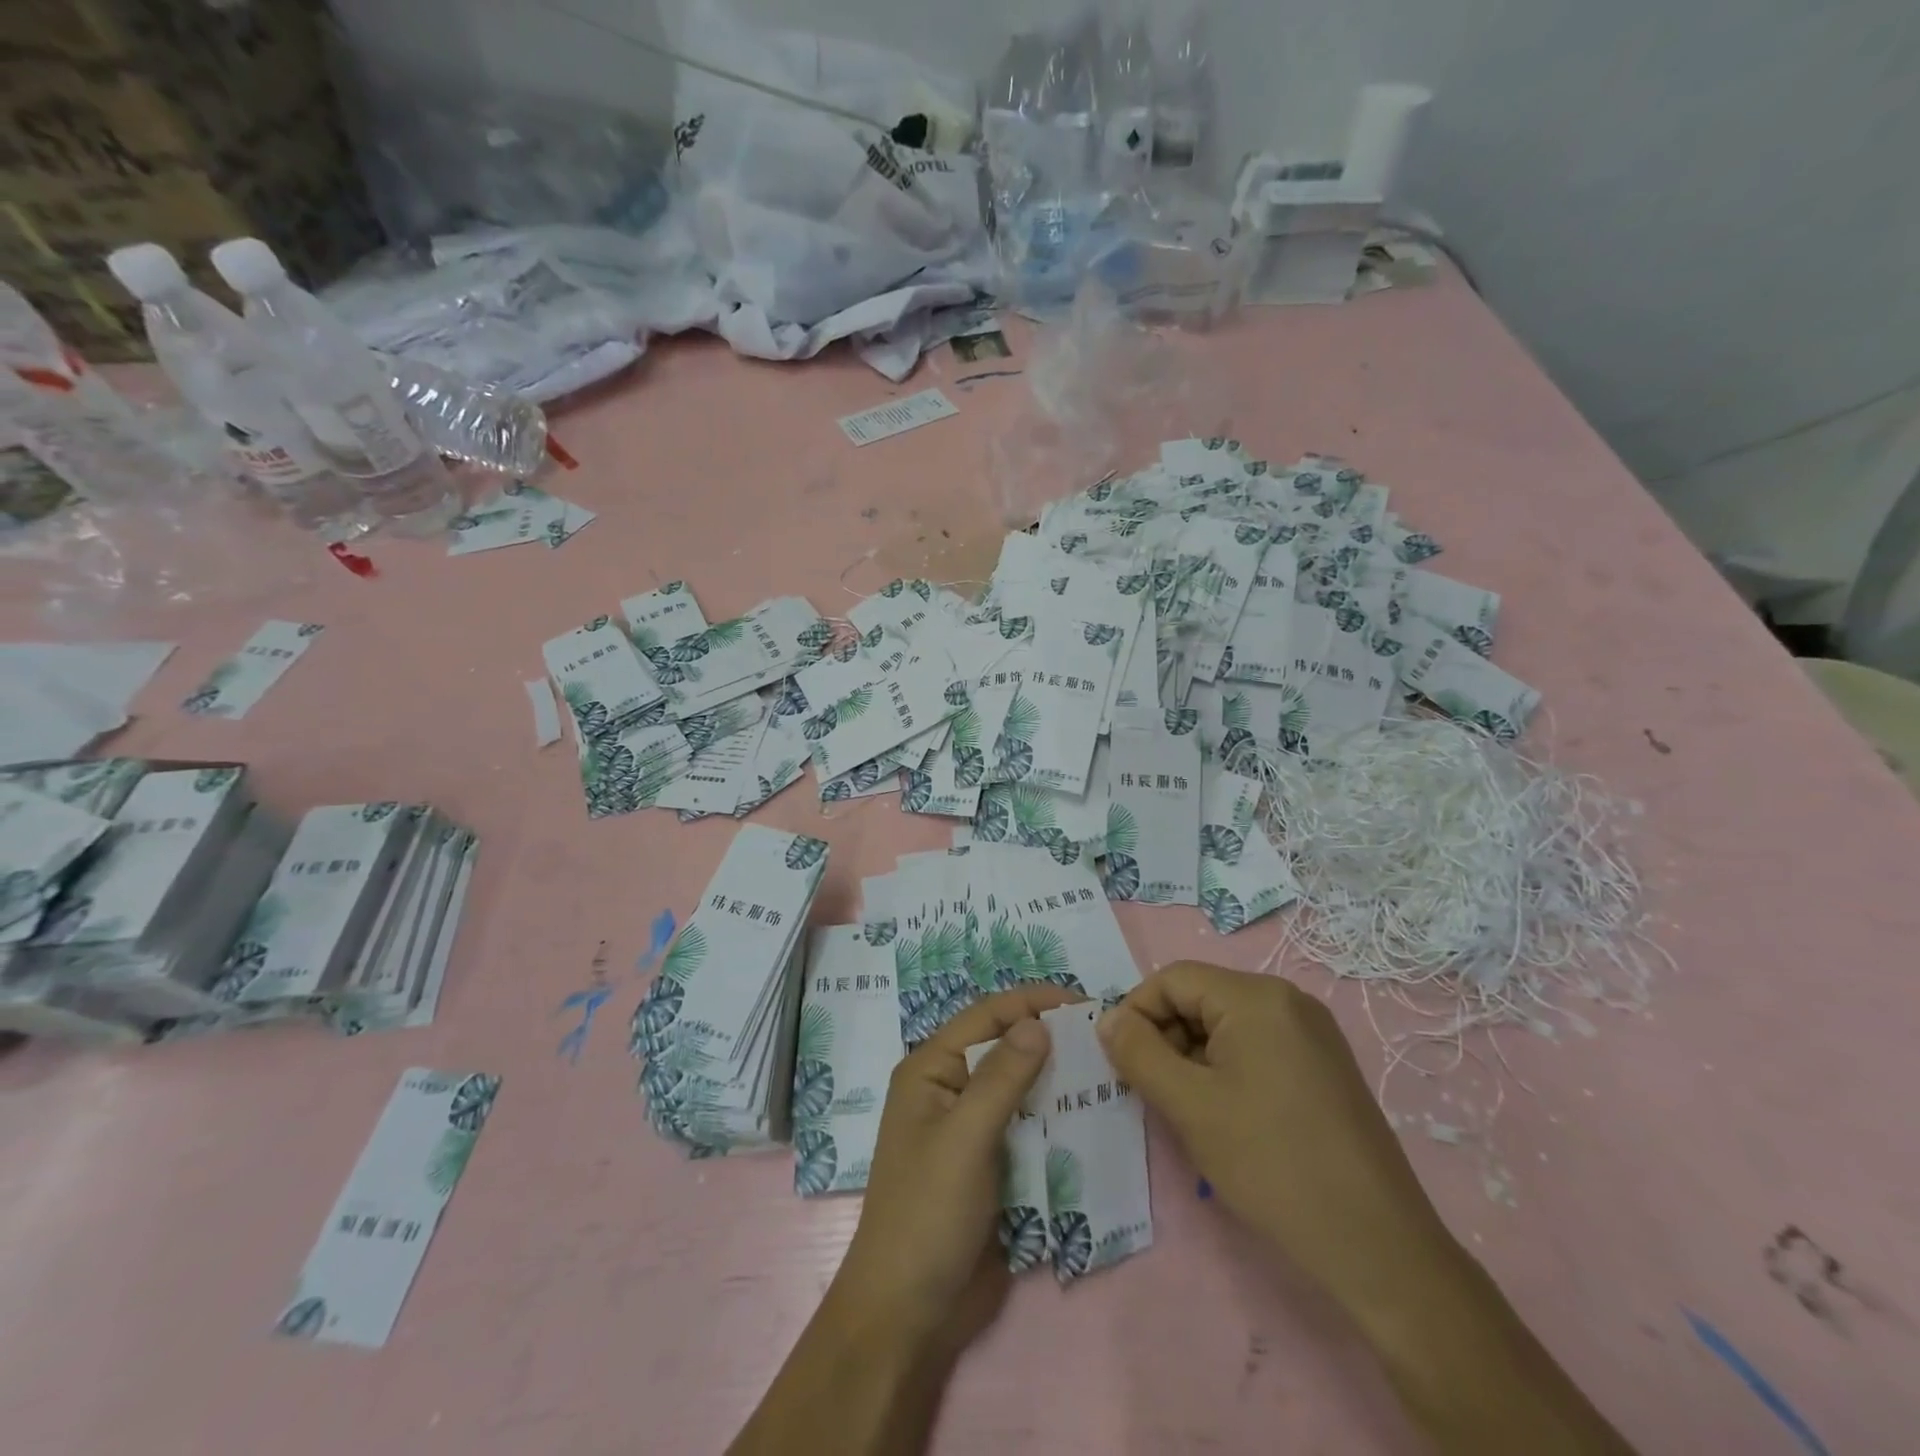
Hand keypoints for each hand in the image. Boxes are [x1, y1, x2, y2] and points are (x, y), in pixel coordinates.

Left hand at [825, 984, 1079, 1360]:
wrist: (910, 1313)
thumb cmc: (928, 1213)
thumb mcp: (965, 1138)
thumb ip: (1002, 1077)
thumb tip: (1038, 1021)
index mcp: (931, 1069)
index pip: (985, 1016)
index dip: (1031, 1002)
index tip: (1082, 1002)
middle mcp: (950, 1089)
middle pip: (1004, 1047)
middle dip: (1048, 1038)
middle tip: (1102, 1038)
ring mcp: (971, 1128)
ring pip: (1020, 1086)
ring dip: (1056, 1079)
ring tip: (1105, 1071)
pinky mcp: (991, 1163)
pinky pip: (1027, 1125)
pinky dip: (1054, 1117)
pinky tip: (1088, 1116)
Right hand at [1097, 961, 1450, 1320]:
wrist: (1378, 1247)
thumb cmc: (1272, 1164)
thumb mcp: (1189, 1105)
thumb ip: (1138, 1052)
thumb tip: (1108, 1019)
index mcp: (1256, 996)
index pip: (1173, 979)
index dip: (1138, 1014)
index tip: (1124, 1064)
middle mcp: (1288, 1000)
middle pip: (1201, 998)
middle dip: (1167, 1038)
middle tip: (1155, 1093)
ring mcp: (1312, 1034)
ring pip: (1226, 1026)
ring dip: (1195, 1059)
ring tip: (1191, 1113)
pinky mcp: (1324, 1067)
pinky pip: (1257, 1048)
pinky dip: (1227, 1071)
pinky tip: (1229, 1118)